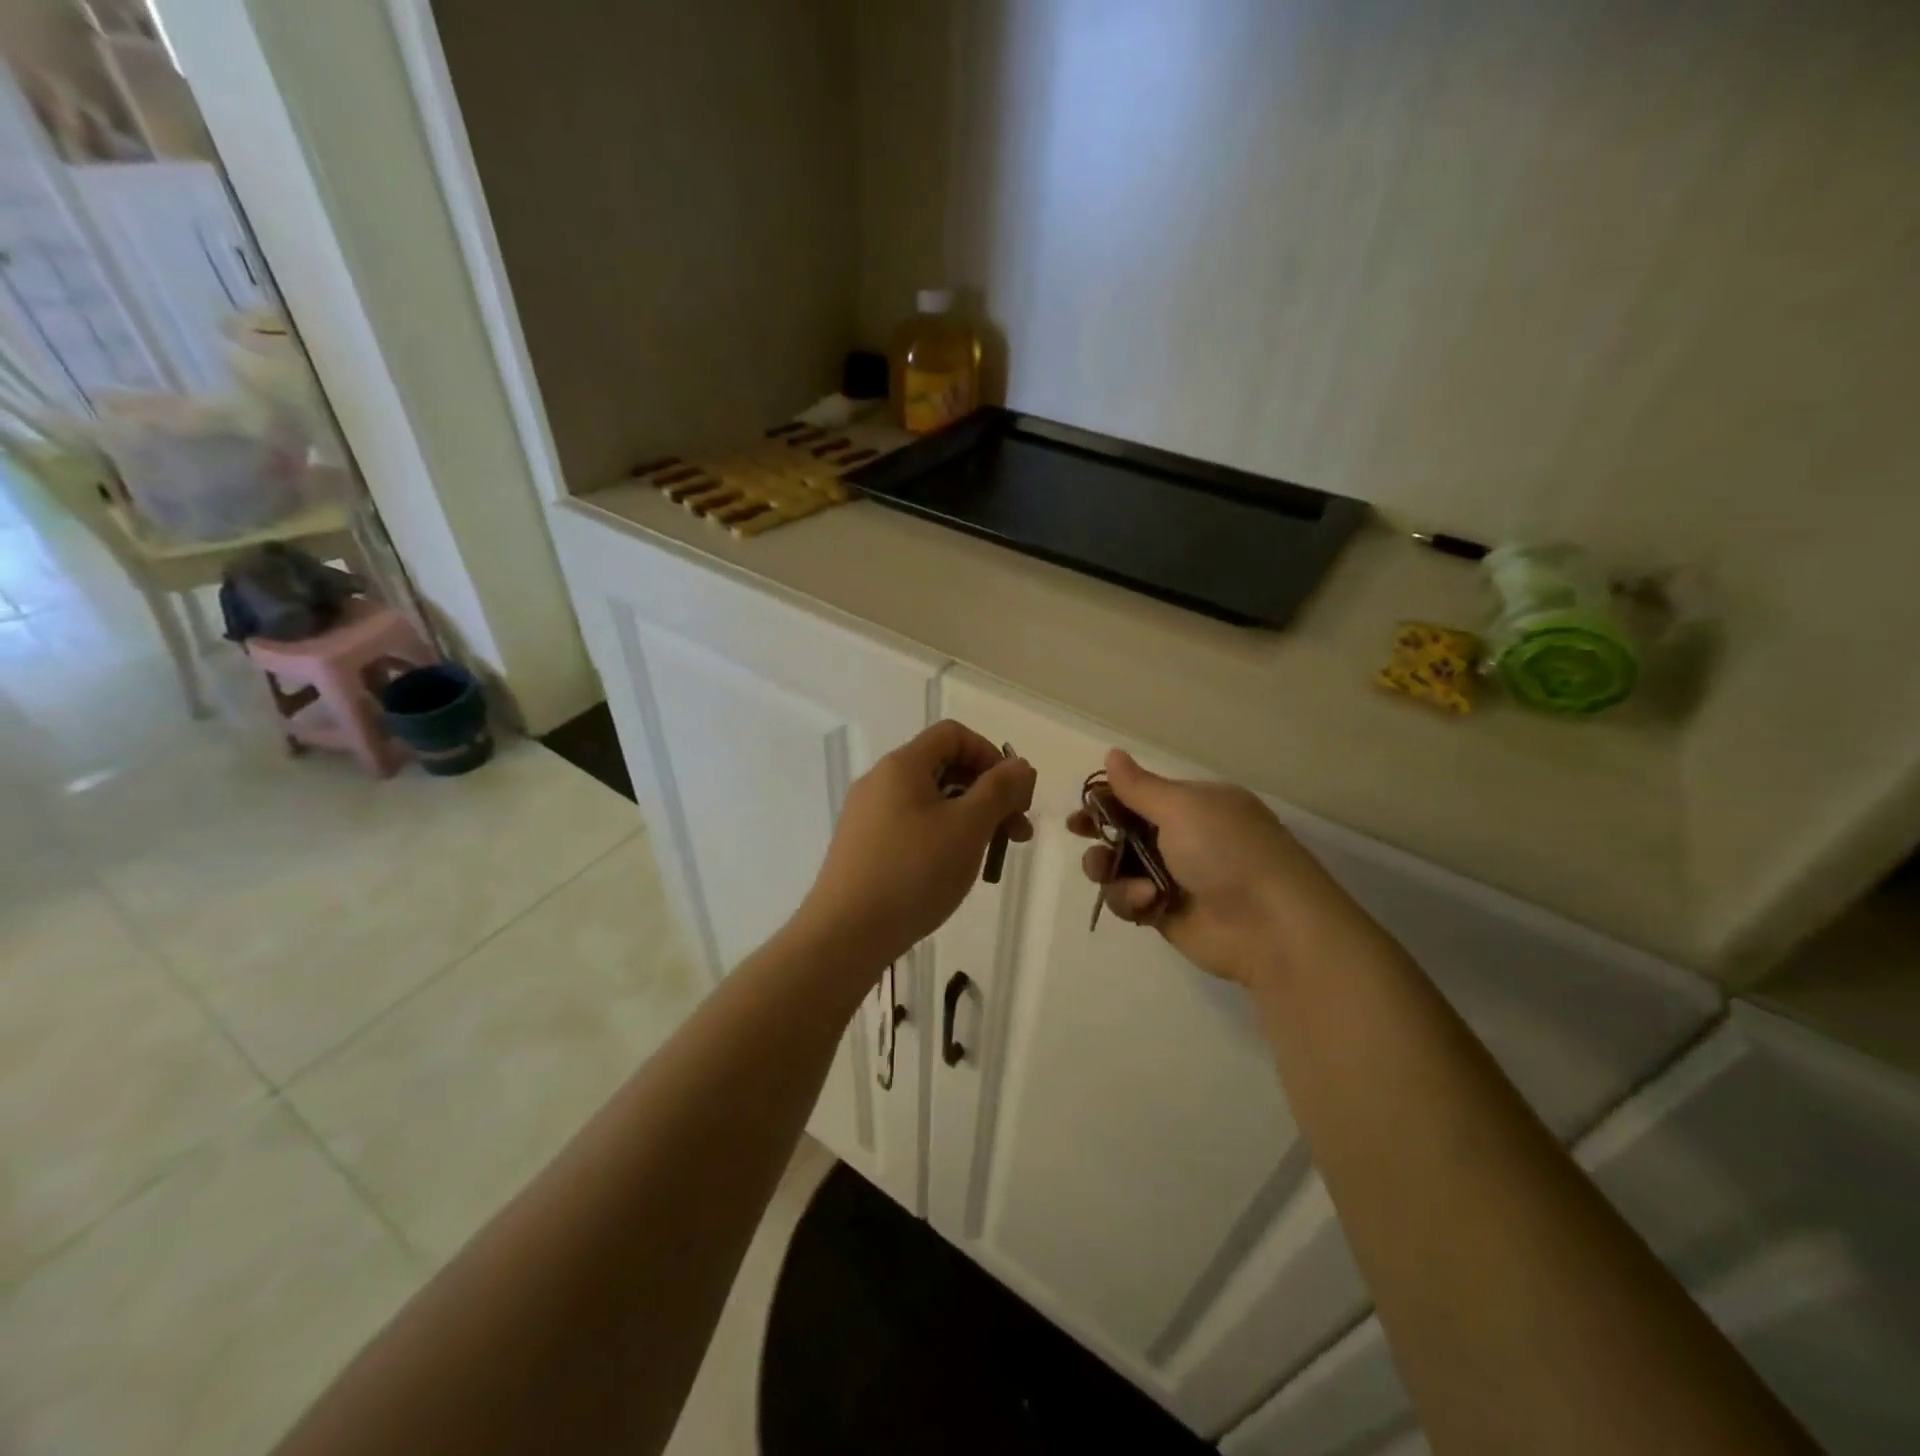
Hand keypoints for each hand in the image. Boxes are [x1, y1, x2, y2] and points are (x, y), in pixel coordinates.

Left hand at [798, 720, 1035, 972]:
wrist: (845, 935)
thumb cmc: (913, 872)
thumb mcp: (968, 827)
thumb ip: (999, 790)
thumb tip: (1020, 765)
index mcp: (902, 765)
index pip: (953, 734)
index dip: (991, 754)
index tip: (1013, 794)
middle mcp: (880, 782)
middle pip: (944, 767)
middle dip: (987, 794)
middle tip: (1016, 834)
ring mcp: (867, 816)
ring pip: (930, 801)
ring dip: (969, 820)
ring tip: (990, 859)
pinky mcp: (863, 847)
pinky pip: (912, 827)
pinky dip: (942, 838)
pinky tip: (953, 872)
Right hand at [1069, 749, 1357, 986]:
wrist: (1269, 925)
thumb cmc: (1227, 851)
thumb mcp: (1183, 808)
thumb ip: (1140, 787)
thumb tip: (1112, 753)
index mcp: (1195, 805)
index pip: (1142, 794)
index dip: (1109, 798)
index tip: (1082, 806)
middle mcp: (1184, 838)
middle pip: (1125, 830)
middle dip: (1101, 832)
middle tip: (1081, 833)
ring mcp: (1174, 877)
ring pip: (1120, 867)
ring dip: (1108, 868)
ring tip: (1107, 872)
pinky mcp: (1166, 913)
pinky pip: (1130, 901)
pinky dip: (1130, 899)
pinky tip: (1147, 901)